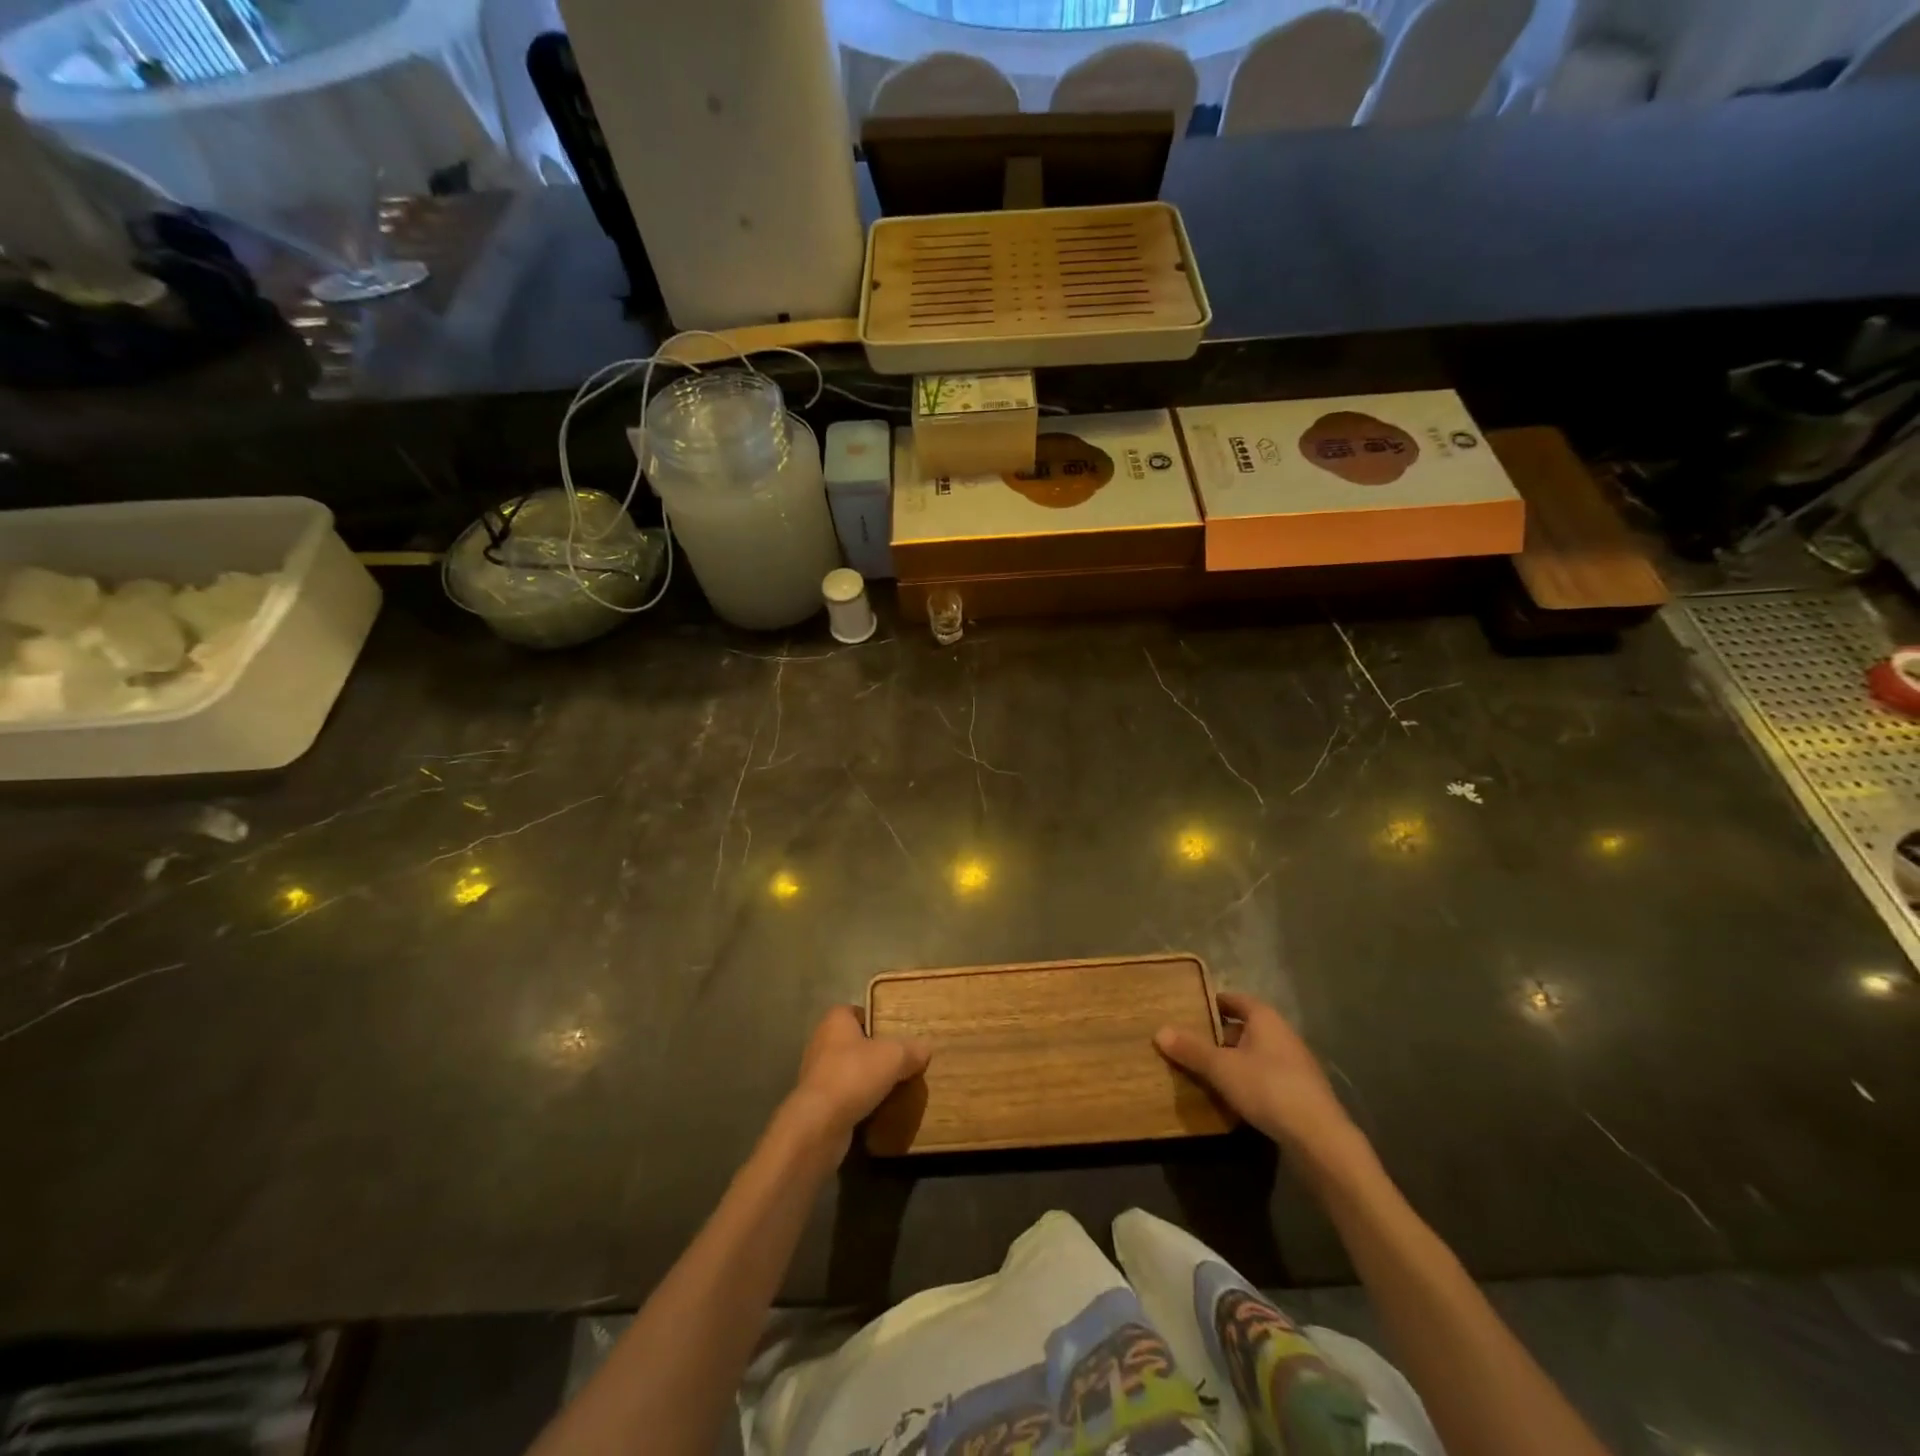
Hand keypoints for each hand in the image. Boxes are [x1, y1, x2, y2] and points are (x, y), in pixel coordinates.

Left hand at [780, 1006, 929, 1157]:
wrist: (819, 1124)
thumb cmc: (854, 1075)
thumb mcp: (894, 1056)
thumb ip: (911, 1050)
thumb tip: (924, 1049)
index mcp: (835, 1021)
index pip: (857, 1012)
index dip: (876, 1020)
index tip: (896, 1033)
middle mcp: (821, 1042)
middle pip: (854, 1042)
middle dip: (874, 1052)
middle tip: (900, 1061)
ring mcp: (816, 1074)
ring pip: (848, 1070)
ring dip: (866, 1079)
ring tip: (893, 1087)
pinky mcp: (816, 1103)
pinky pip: (843, 1096)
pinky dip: (858, 1101)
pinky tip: (878, 1109)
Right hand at [1156, 992, 1366, 1174]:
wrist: (1320, 1137)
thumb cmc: (1267, 1088)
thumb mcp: (1221, 1068)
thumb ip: (1192, 1050)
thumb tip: (1159, 1031)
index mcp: (1265, 1019)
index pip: (1236, 1000)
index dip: (1214, 1002)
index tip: (1192, 1009)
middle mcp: (1283, 1034)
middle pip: (1246, 1027)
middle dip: (1220, 1035)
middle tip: (1192, 1043)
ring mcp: (1296, 1064)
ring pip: (1257, 1054)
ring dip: (1235, 1060)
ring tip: (1207, 1072)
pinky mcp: (1301, 1092)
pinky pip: (1267, 1077)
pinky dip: (1249, 1081)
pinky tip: (1234, 1098)